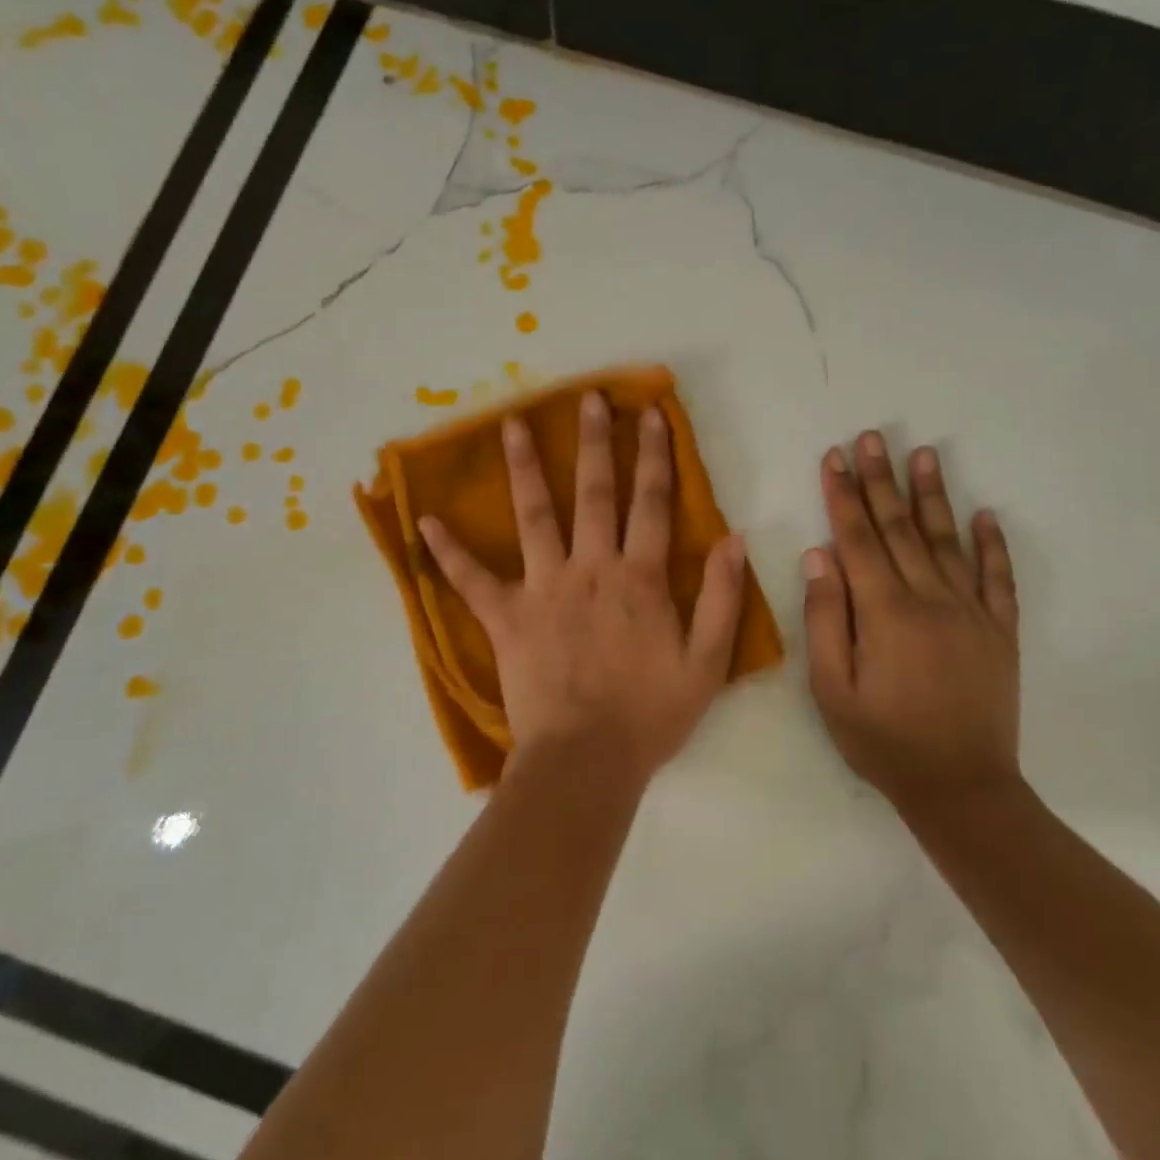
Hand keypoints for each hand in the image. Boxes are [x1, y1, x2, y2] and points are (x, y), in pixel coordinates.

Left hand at [419, 392, 748, 789]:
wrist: (587, 760)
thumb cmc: (650, 715)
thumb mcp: (707, 662)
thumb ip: (724, 598)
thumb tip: (734, 539)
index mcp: (640, 578)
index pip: (652, 504)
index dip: (655, 456)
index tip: (650, 414)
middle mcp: (591, 569)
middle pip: (594, 494)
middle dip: (594, 443)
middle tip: (588, 399)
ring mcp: (544, 589)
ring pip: (533, 517)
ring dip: (525, 469)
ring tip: (512, 426)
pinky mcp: (507, 618)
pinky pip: (472, 581)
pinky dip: (449, 552)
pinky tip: (425, 522)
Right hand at [803, 431, 1021, 812]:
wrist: (961, 788)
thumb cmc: (883, 741)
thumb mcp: (831, 689)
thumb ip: (824, 618)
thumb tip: (819, 556)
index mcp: (885, 612)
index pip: (858, 538)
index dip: (843, 495)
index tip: (835, 457)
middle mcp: (931, 599)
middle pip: (900, 528)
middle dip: (882, 479)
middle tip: (872, 437)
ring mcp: (972, 612)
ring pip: (948, 541)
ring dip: (933, 495)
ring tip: (925, 453)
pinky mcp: (1000, 632)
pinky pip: (999, 578)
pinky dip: (992, 544)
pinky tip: (985, 514)